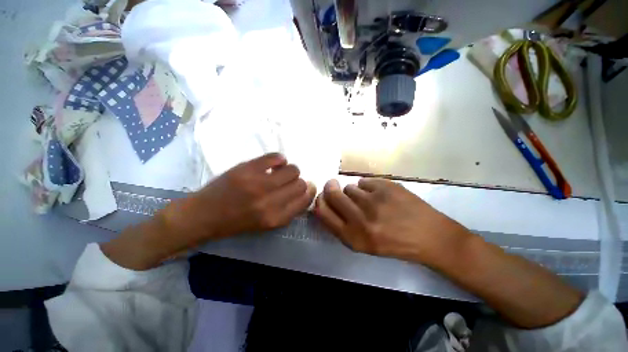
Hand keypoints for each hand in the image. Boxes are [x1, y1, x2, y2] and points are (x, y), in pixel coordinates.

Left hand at [175, 153, 316, 238]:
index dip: (309, 191)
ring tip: (280, 172)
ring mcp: (259, 184)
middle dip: (299, 181)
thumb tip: (305, 190)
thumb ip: (288, 209)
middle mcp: (271, 202)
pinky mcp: (247, 168)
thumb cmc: (236, 222)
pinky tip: (273, 164)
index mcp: (276, 218)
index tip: (307, 187)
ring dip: (290, 170)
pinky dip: (279, 159)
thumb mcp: (267, 224)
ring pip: (293, 169)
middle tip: (289, 181)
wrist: (202, 216)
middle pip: (301, 183)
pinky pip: (276, 157)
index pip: (305, 199)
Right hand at [313, 178, 470, 266]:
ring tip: (367, 198)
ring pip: (349, 187)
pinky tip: (380, 195)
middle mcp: (360, 219)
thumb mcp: (364, 244)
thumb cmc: (394, 244)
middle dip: (329, 187)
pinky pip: (365, 182)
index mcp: (353, 237)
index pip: (323, 212)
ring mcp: (374, 201)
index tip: (321, 197)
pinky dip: (368, 187)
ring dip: (353, 191)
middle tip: (332, 185)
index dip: (319, 201)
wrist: (430, 237)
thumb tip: (327, 203)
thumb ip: (342, 226)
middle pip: (331, 194)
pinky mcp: (386, 187)